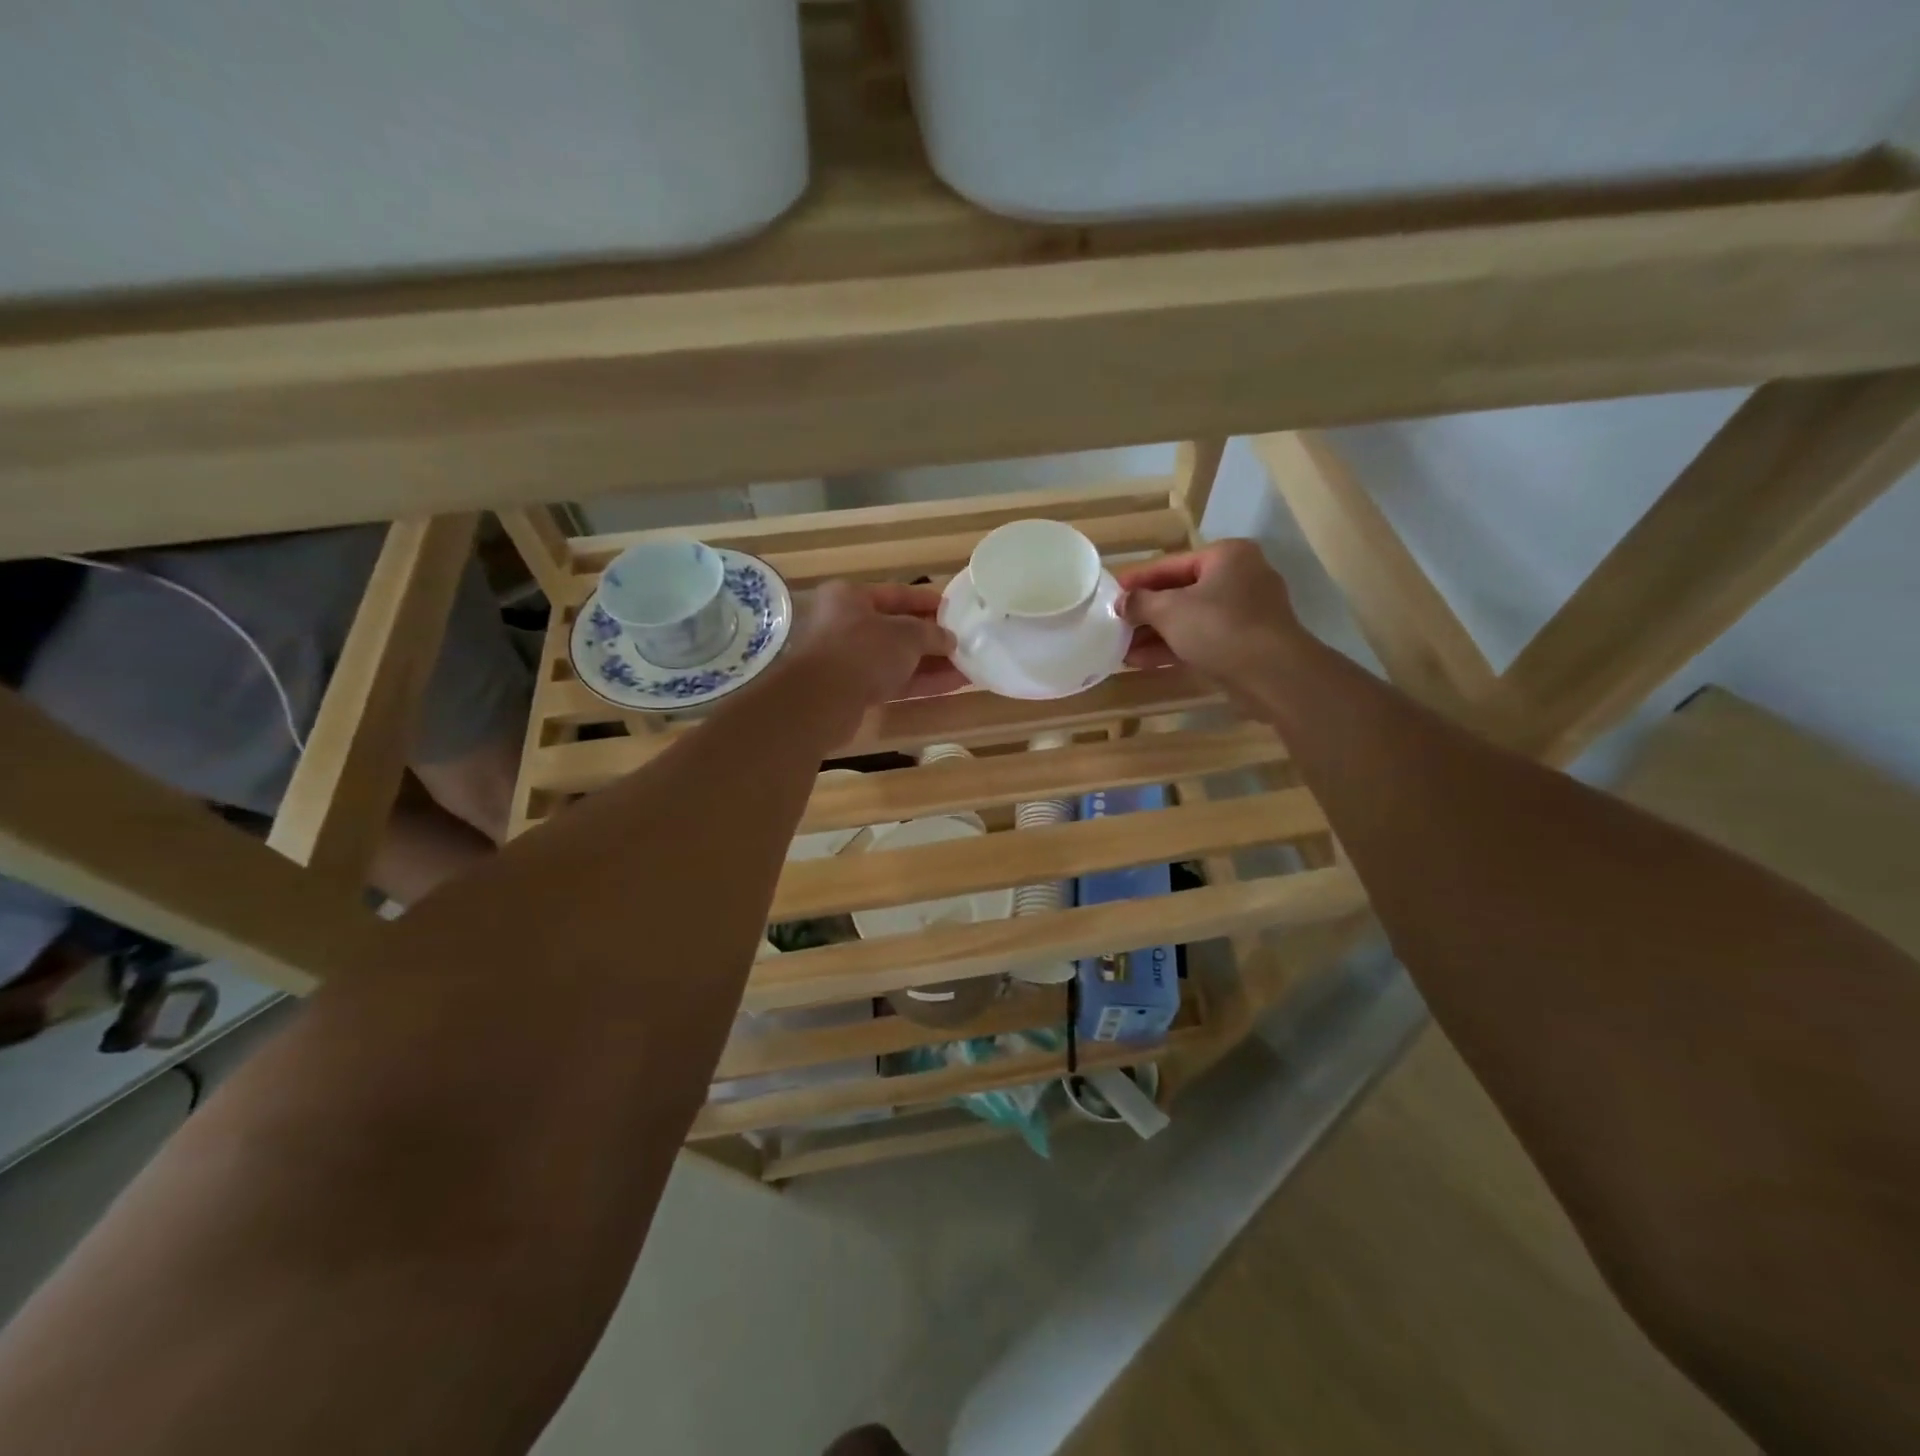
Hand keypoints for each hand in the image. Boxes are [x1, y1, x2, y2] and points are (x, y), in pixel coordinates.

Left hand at [780, 581, 963, 741]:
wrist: (823, 700)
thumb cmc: (864, 650)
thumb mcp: (906, 634)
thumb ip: (932, 633)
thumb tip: (949, 639)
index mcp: (851, 597)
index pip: (897, 593)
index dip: (927, 600)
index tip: (954, 608)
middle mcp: (846, 624)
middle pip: (897, 628)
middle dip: (932, 636)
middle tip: (964, 640)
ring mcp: (849, 660)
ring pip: (897, 658)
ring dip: (931, 662)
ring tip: (968, 665)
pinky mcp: (854, 690)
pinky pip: (894, 681)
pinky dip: (921, 681)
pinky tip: (953, 684)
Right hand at [1117, 540, 1305, 693]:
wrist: (1272, 675)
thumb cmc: (1219, 628)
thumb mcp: (1170, 610)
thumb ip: (1140, 602)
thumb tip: (1121, 602)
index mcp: (1226, 556)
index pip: (1169, 564)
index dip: (1136, 580)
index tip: (1109, 593)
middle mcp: (1239, 578)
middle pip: (1180, 592)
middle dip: (1145, 613)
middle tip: (1114, 624)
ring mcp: (1245, 612)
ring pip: (1190, 619)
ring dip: (1155, 634)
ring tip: (1121, 648)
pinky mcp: (1245, 643)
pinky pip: (1201, 639)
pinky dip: (1174, 648)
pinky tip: (1142, 661)